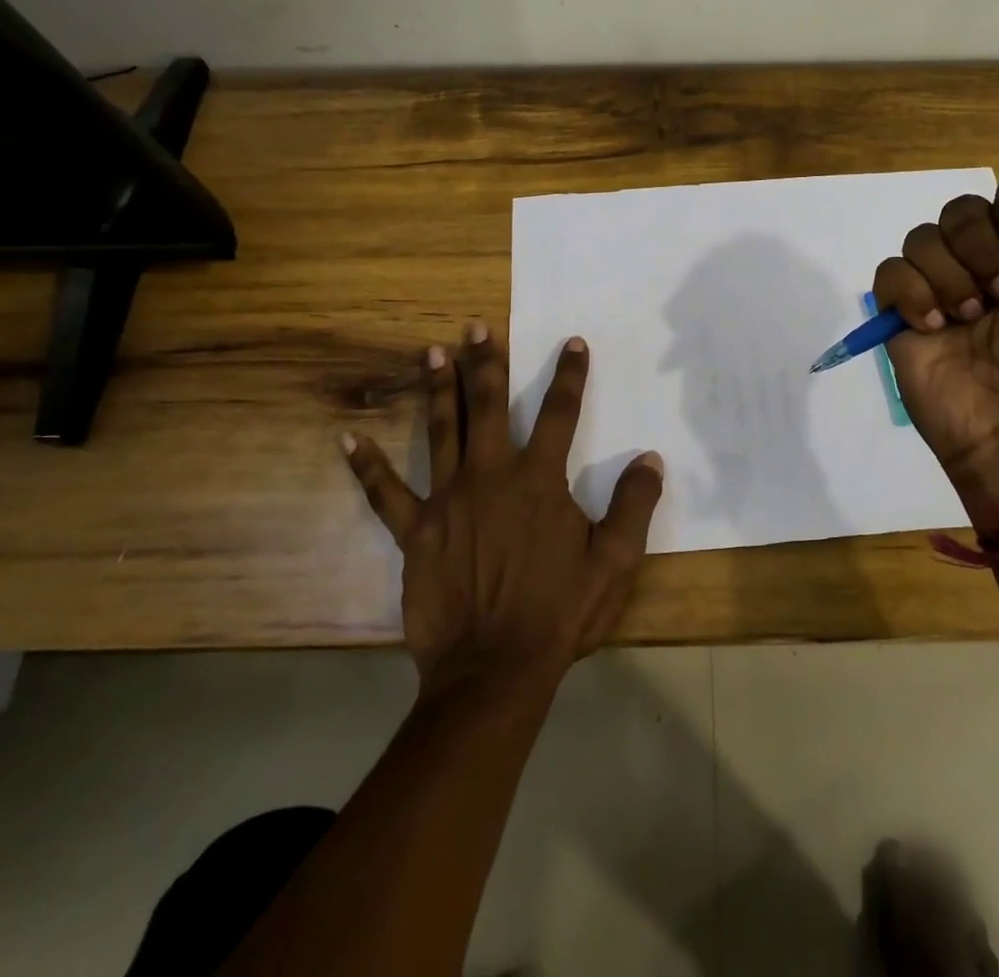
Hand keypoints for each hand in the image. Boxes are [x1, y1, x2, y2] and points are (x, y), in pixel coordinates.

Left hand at [342, 323, 663, 693]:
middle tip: (476, 327)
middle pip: (488, 405)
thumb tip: (651, 458)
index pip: (560, 412)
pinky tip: (347, 439)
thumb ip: (634, 505)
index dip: (570, 375)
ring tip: (431, 352)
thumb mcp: (614, 562)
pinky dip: (367, 466)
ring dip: (437, 389)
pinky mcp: (415, 531)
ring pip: (441, 430)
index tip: (573, 343)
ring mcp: (448, 499)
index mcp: (540, 479)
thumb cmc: (558, 613)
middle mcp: (491, 474)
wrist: (494, 669)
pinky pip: (385, 493)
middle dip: (486, 363)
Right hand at [873, 174, 998, 515]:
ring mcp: (938, 285)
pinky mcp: (902, 311)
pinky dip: (912, 295)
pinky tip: (934, 327)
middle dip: (979, 248)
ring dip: (949, 277)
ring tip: (969, 319)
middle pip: (961, 209)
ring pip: (921, 238)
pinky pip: (890, 273)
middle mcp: (983, 260)